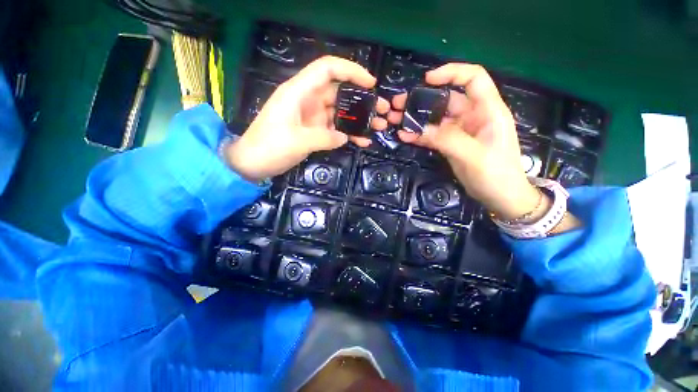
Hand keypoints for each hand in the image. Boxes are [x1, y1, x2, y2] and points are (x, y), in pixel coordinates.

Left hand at [224, 56, 388, 182]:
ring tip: (379, 126)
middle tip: (382, 111)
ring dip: (359, 119)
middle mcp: (307, 100)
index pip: (327, 69)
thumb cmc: (269, 147)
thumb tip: (344, 136)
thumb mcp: (298, 141)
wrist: (252, 163)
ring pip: (340, 112)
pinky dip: (347, 134)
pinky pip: (334, 129)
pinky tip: (362, 141)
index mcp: (299, 92)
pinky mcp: (313, 131)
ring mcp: (311, 117)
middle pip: (339, 93)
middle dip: (362, 100)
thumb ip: (325, 137)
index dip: (351, 71)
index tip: (371, 84)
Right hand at [387, 64, 538, 218]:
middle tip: (398, 103)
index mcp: (487, 110)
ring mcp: (460, 131)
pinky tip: (404, 135)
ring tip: (395, 119)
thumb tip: (418, 129)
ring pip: (436, 118)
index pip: (473, 78)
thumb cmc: (496, 174)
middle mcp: (472, 116)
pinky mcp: (451, 144)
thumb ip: (447, 139)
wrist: (500, 197)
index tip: (427, 80)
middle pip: (446, 99)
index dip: (451, 73)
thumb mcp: (473, 155)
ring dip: (416, 118)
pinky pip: (433, 135)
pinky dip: (419, 135)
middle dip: (422, 99)